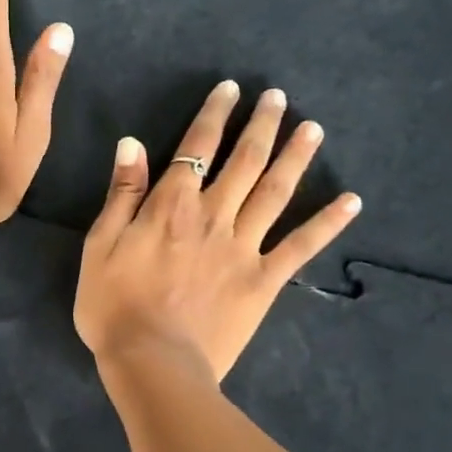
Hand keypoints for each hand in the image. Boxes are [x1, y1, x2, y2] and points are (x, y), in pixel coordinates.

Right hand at [75, 81, 361, 381]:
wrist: (152, 361)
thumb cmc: (114, 305)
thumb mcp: (100, 245)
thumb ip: (122, 194)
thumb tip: (132, 144)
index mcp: (171, 206)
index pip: (197, 148)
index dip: (214, 115)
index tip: (231, 89)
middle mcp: (213, 216)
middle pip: (244, 161)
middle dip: (261, 125)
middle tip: (279, 97)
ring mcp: (243, 247)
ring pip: (275, 192)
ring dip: (295, 157)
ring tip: (313, 128)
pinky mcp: (264, 280)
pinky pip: (300, 246)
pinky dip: (327, 223)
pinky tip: (351, 201)